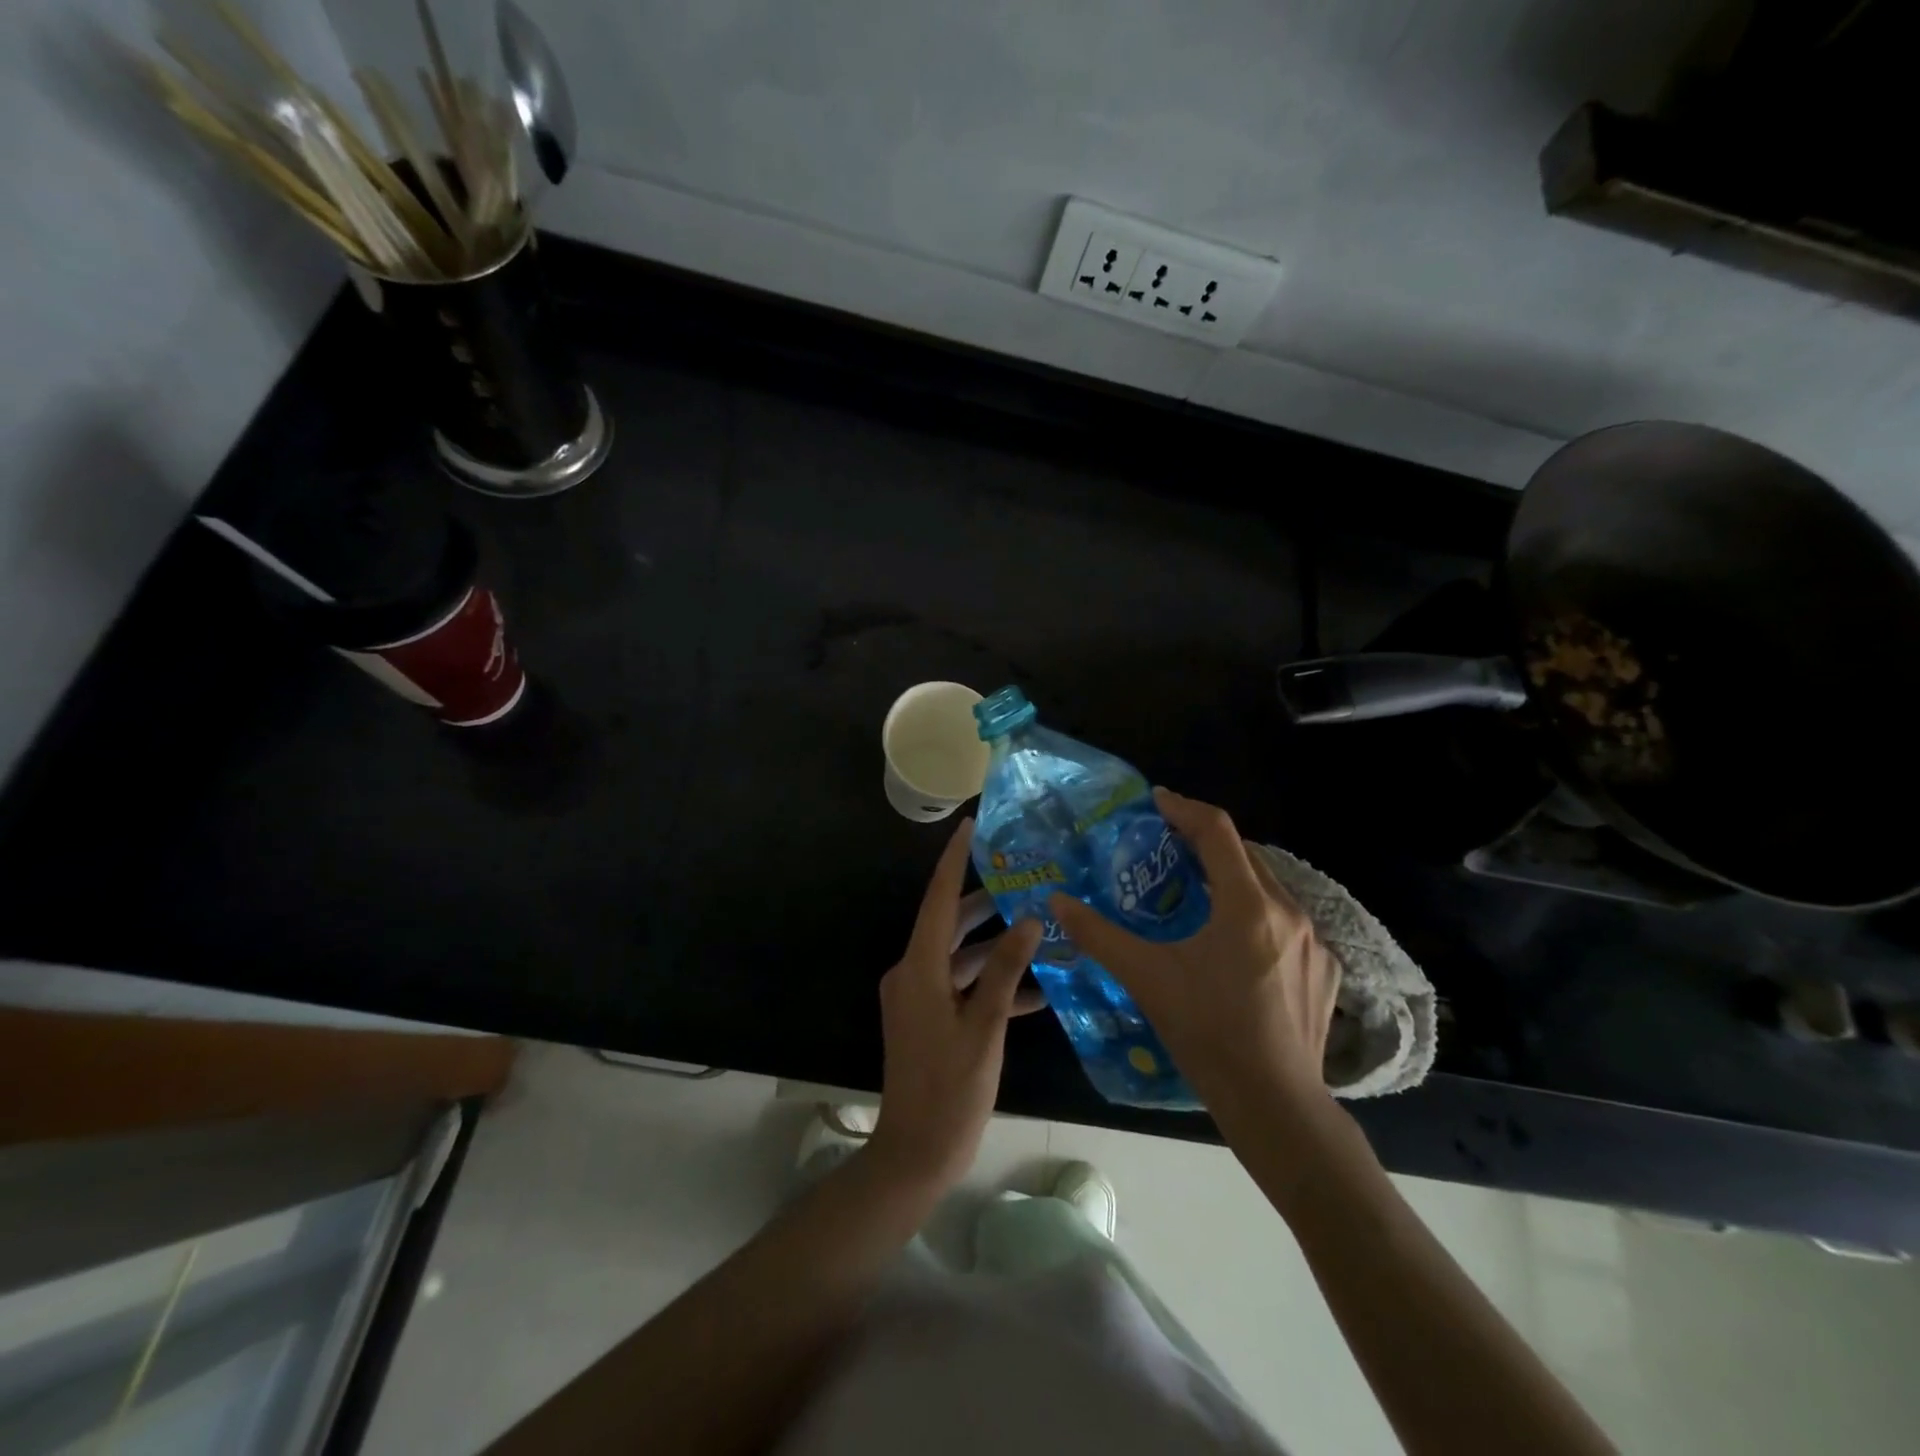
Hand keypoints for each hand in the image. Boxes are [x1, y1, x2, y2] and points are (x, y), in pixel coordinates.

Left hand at [869, 818, 1043, 1192]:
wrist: (915, 1154)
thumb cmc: (951, 1089)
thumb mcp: (986, 1026)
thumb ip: (1007, 970)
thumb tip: (1029, 920)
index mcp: (918, 968)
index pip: (938, 899)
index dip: (954, 861)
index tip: (971, 826)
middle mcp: (912, 973)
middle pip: (950, 924)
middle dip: (986, 903)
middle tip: (1024, 878)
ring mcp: (918, 998)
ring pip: (960, 957)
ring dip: (995, 948)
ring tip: (1039, 929)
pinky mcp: (928, 1019)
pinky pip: (960, 987)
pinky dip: (990, 984)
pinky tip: (1035, 991)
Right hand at [1048, 789, 1340, 1119]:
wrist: (1276, 1105)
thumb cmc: (1208, 1033)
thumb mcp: (1146, 978)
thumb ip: (1099, 934)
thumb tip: (1056, 901)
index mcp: (1248, 905)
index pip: (1217, 831)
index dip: (1183, 808)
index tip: (1155, 801)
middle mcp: (1289, 911)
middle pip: (1245, 853)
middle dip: (1205, 841)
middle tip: (1167, 846)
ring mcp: (1316, 942)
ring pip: (1269, 886)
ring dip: (1232, 875)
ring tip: (1196, 890)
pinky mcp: (1327, 970)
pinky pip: (1288, 920)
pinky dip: (1256, 911)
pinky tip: (1235, 941)